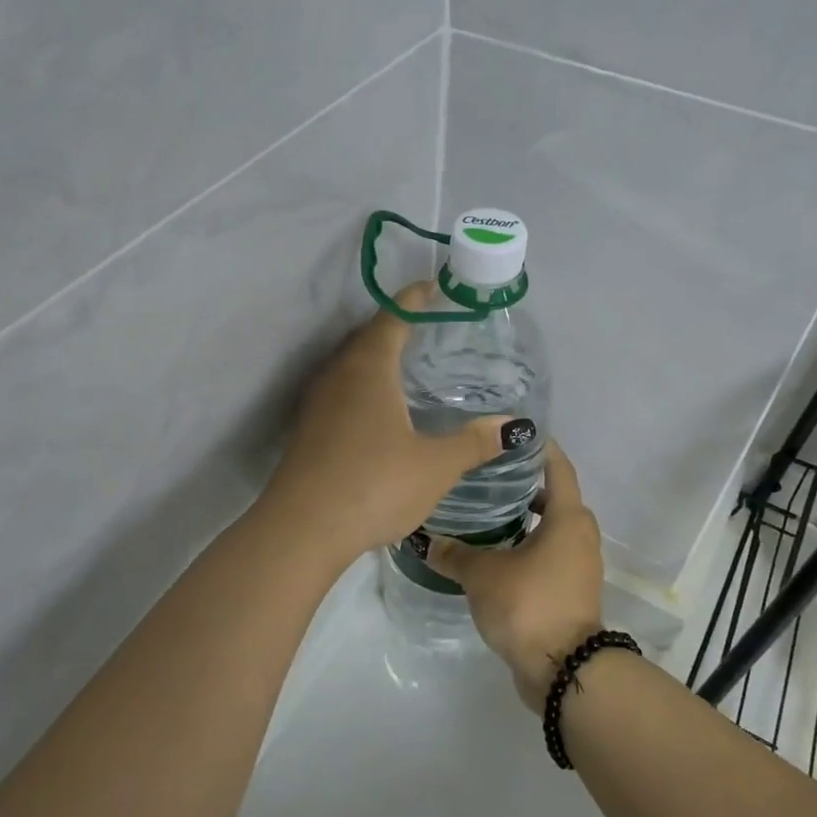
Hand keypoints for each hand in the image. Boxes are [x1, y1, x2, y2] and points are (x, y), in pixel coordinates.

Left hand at [263, 284, 514, 565]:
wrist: (301, 530)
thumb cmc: (373, 486)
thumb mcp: (434, 466)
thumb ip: (474, 442)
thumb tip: (514, 425)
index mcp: (369, 369)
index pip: (393, 319)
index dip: (414, 300)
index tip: (433, 287)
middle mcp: (338, 376)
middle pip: (367, 338)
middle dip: (396, 326)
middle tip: (428, 328)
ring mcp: (317, 404)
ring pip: (350, 366)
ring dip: (376, 357)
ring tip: (406, 365)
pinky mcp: (308, 431)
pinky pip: (340, 392)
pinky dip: (363, 386)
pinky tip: (379, 411)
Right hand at [428, 441, 604, 710]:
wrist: (563, 670)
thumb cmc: (529, 604)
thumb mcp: (483, 575)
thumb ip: (454, 554)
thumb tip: (426, 541)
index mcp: (568, 518)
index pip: (557, 466)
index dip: (539, 447)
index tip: (514, 433)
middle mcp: (580, 535)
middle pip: (553, 497)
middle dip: (523, 485)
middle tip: (486, 474)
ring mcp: (579, 565)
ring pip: (551, 529)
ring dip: (524, 519)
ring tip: (484, 512)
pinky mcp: (571, 590)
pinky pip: (549, 555)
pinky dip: (526, 546)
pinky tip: (493, 551)